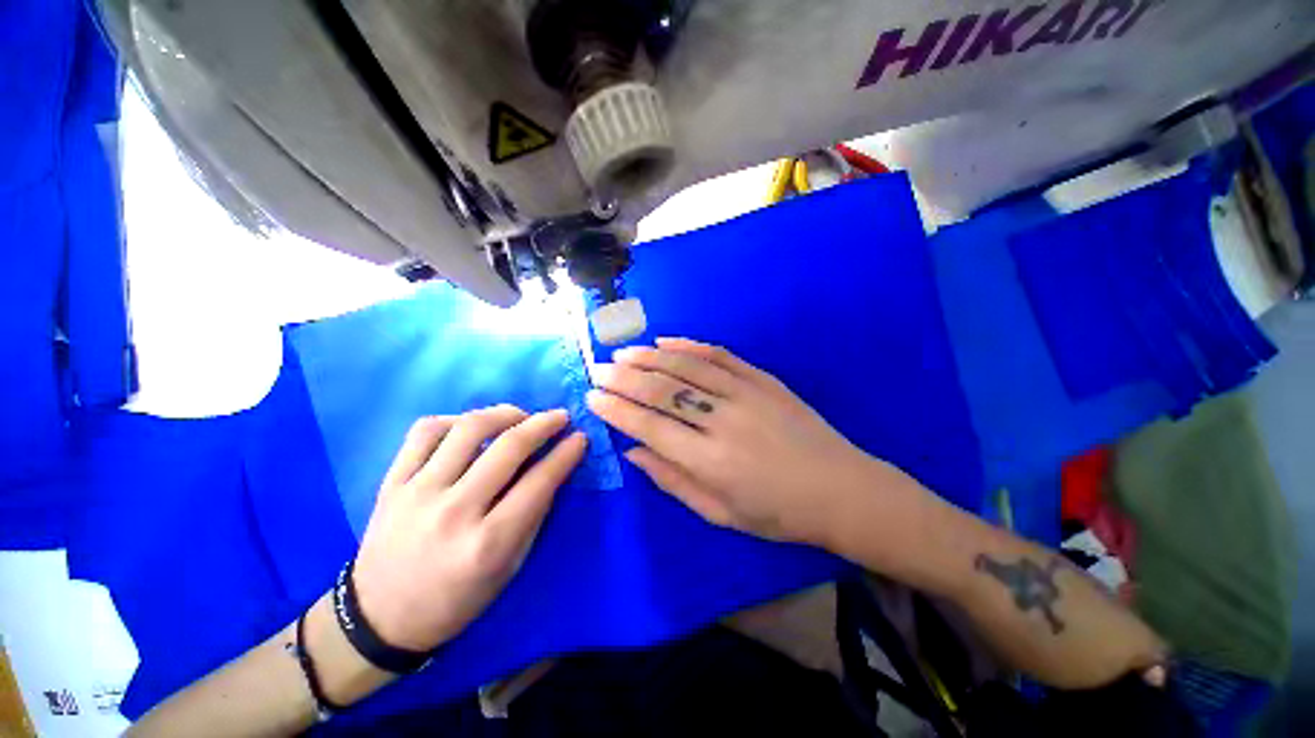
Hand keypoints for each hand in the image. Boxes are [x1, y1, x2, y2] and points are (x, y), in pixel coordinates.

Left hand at [351, 406, 586, 651]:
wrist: (380, 618)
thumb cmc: (456, 601)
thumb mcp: (509, 569)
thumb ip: (533, 515)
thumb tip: (554, 469)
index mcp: (487, 544)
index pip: (539, 482)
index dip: (566, 454)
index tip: (580, 438)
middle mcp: (453, 512)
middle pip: (508, 447)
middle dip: (544, 424)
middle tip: (560, 417)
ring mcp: (417, 493)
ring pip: (468, 428)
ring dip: (505, 413)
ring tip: (521, 416)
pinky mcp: (392, 482)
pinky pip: (425, 431)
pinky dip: (455, 419)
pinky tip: (471, 425)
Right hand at [587, 338, 917, 549]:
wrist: (842, 490)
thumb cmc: (778, 513)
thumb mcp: (720, 514)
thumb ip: (672, 480)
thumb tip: (633, 451)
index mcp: (711, 462)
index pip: (650, 427)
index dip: (617, 410)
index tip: (592, 398)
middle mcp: (724, 421)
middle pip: (663, 391)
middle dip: (625, 379)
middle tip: (599, 370)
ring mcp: (746, 394)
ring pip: (688, 367)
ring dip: (650, 357)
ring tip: (623, 353)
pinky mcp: (764, 379)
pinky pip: (720, 355)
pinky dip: (689, 345)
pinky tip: (666, 341)